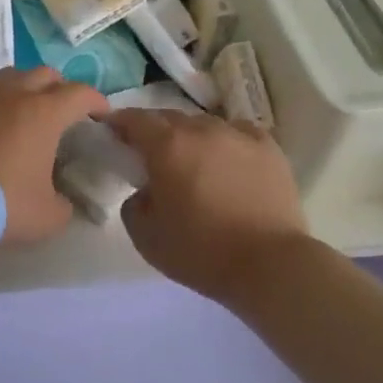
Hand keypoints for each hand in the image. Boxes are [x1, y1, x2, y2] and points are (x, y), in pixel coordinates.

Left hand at [0, 67, 107, 243]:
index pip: (79, 93)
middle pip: (43, 74)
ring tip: (26, 115)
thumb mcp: (47, 216)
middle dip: (60, 88)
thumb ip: (63, 205)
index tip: (102, 114)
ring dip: (23, 90)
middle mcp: (11, 97)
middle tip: (64, 111)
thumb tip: (61, 201)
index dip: (96, 101)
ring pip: (7, 79)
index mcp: (43, 113)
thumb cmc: (2, 203)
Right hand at [110, 109, 310, 302]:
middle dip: (155, 131)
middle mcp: (201, 130)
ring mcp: (238, 135)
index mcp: (167, 146)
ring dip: (191, 137)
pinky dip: (226, 141)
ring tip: (193, 160)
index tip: (111, 131)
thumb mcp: (145, 236)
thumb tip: (145, 191)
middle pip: (169, 117)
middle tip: (151, 153)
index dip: (119, 122)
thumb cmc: (201, 252)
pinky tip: (228, 160)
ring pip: (204, 124)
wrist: (270, 265)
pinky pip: (237, 133)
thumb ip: (134, 204)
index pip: (134, 119)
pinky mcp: (268, 148)